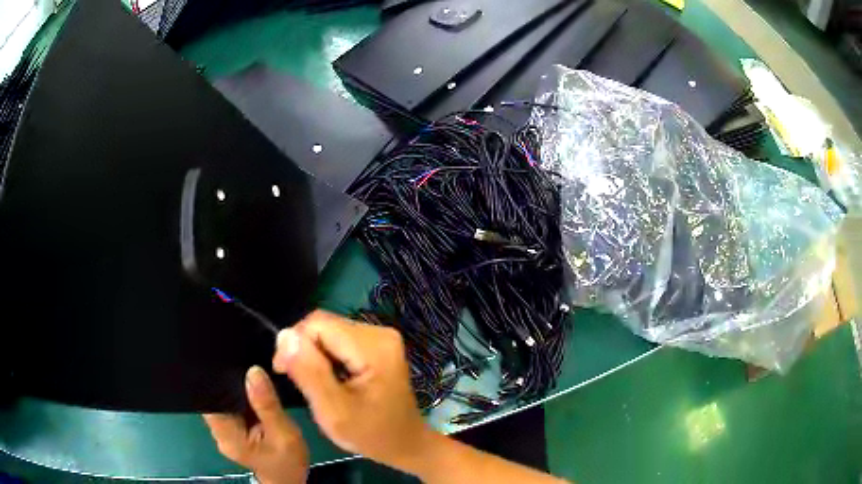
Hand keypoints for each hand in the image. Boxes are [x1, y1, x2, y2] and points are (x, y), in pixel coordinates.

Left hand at [204, 366, 309, 483]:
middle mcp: (219, 432)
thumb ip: (267, 405)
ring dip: (236, 388)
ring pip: (223, 400)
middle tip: (250, 367)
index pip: (212, 399)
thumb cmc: (288, 462)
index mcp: (228, 436)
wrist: (289, 480)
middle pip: (215, 397)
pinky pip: (231, 406)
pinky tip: (253, 390)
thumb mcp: (285, 434)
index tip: (236, 365)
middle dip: (230, 381)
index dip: (219, 379)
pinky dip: (241, 397)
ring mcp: (223, 431)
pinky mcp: (231, 430)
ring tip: (252, 375)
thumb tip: (253, 371)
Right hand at [272, 310, 431, 471]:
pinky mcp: (378, 346)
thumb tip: (284, 335)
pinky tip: (329, 379)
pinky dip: (327, 357)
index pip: (318, 324)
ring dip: (314, 355)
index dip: (294, 344)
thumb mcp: (333, 411)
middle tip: (297, 381)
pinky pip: (340, 341)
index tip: (283, 372)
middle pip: (324, 325)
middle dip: (304, 350)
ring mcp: (381, 338)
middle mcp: (380, 332)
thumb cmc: (371, 434)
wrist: (406, 444)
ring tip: (314, 384)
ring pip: (330, 332)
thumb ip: (308, 371)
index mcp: (373, 346)